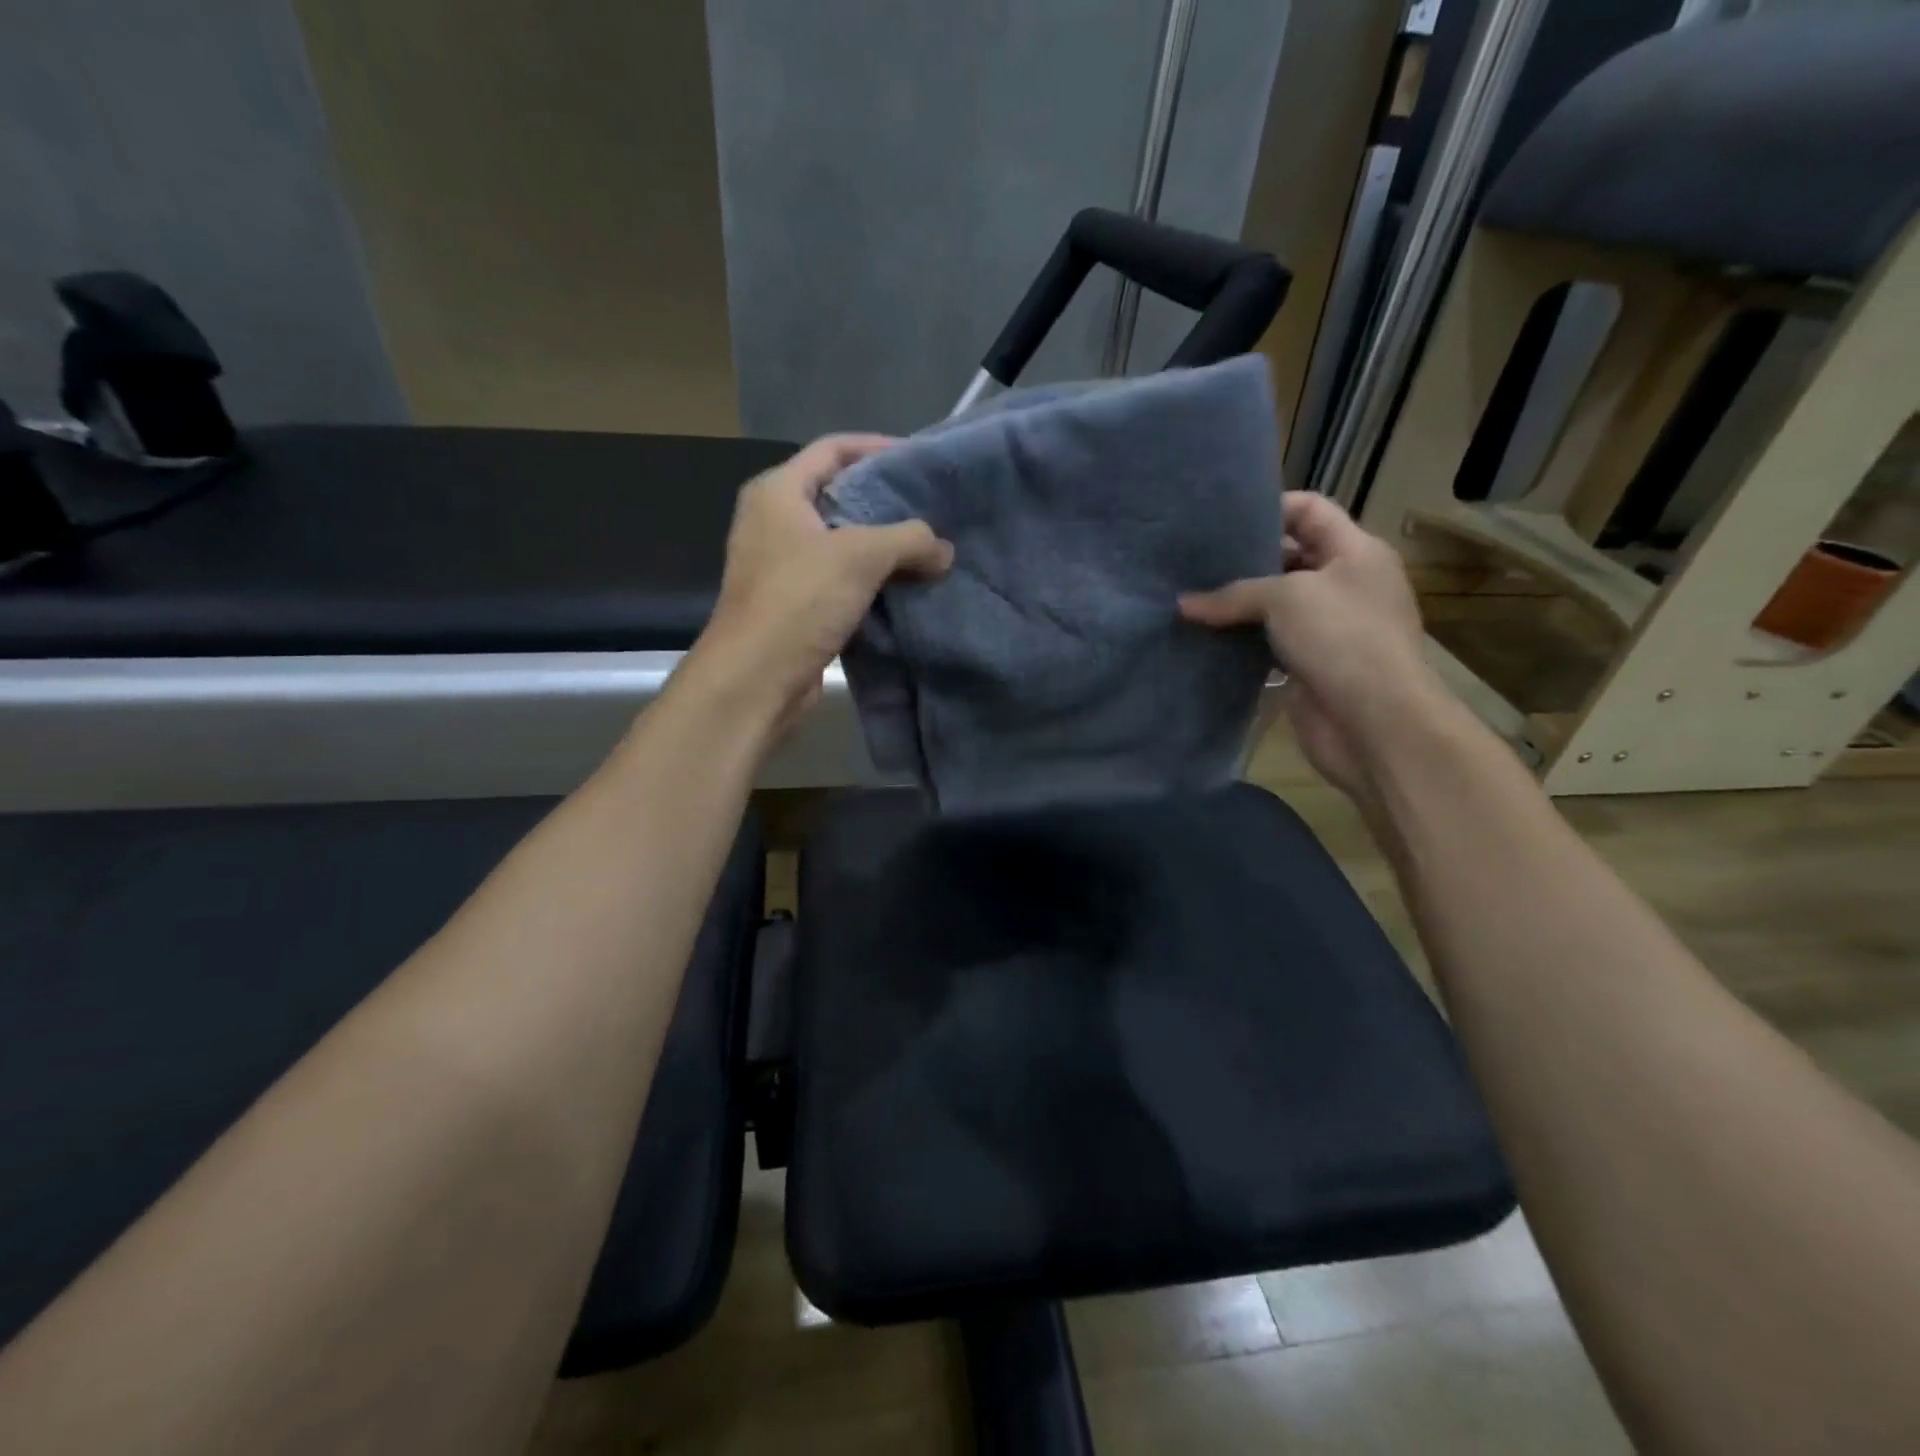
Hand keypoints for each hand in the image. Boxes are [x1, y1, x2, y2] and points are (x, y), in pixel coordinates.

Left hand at [686, 434, 952, 732]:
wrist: (756, 678)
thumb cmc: (799, 600)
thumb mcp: (861, 556)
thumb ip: (909, 540)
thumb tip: (944, 550)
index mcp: (777, 492)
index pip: (832, 449)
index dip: (877, 447)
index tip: (919, 459)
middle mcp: (775, 522)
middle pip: (839, 496)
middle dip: (886, 502)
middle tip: (933, 508)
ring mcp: (783, 566)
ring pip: (843, 544)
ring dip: (883, 548)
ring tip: (929, 548)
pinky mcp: (795, 605)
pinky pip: (841, 581)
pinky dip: (872, 582)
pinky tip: (908, 588)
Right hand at [1180, 491, 1446, 801]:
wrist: (1373, 721)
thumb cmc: (1341, 638)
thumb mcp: (1285, 598)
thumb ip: (1232, 594)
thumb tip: (1182, 604)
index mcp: (1355, 552)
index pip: (1310, 510)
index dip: (1269, 508)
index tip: (1221, 522)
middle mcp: (1344, 584)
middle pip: (1289, 557)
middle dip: (1244, 560)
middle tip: (1194, 562)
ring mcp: (1328, 628)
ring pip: (1275, 605)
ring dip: (1237, 605)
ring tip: (1190, 598)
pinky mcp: (1309, 665)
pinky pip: (1268, 643)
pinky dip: (1241, 641)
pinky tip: (1205, 638)